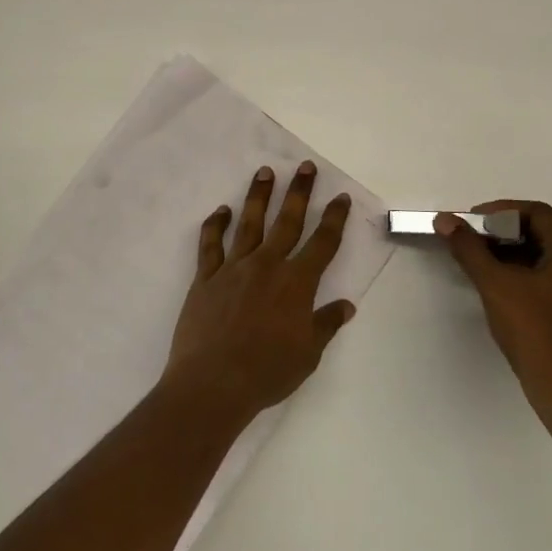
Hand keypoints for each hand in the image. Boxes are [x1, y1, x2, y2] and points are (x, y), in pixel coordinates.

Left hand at [164, 161, 356, 423]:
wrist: (214, 383)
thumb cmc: (267, 372)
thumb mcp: (308, 354)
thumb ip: (326, 324)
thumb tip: (346, 305)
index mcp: (296, 283)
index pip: (322, 243)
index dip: (334, 219)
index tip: (340, 197)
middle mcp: (267, 265)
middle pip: (287, 221)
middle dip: (299, 192)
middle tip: (305, 167)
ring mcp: (233, 268)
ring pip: (249, 223)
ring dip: (258, 196)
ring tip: (264, 172)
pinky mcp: (205, 278)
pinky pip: (210, 245)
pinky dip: (215, 225)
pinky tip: (221, 211)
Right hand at [436, 201, 551, 430]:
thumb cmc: (535, 331)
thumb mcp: (495, 284)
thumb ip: (469, 248)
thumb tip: (445, 219)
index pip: (536, 213)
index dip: (500, 211)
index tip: (471, 222)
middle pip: (541, 232)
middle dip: (503, 232)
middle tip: (471, 240)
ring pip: (544, 256)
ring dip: (511, 253)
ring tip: (479, 262)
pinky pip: (550, 277)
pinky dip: (523, 273)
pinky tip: (499, 286)